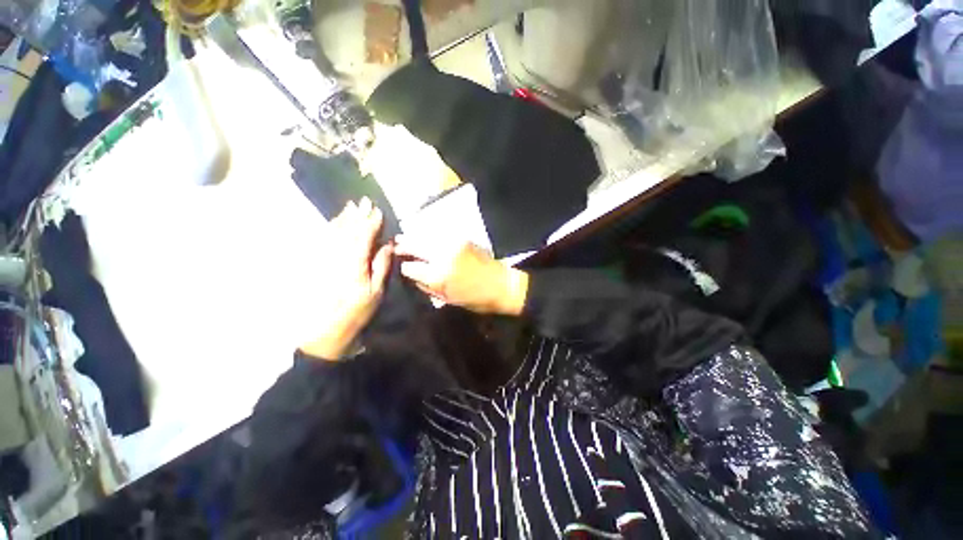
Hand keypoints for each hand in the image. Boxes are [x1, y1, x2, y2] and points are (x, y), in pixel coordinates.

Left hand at [299, 198, 391, 360]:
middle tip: (364, 201)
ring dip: (343, 219)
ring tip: (350, 207)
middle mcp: (338, 257)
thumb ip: (381, 265)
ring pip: (334, 234)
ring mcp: (325, 259)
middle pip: (347, 231)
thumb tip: (387, 244)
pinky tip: (335, 223)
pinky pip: (323, 242)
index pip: (364, 237)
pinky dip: (331, 230)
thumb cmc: (357, 312)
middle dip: (357, 216)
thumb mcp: (376, 291)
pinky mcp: (317, 264)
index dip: (371, 223)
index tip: (377, 210)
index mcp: (355, 264)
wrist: (326, 330)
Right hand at [395, 238, 528, 315]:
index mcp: (438, 276)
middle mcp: (442, 256)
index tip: (402, 266)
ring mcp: (453, 244)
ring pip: (426, 236)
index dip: (404, 267)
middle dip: (403, 245)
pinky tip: (426, 237)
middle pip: (415, 246)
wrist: (502, 285)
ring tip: (405, 238)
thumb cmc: (475, 299)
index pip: (410, 267)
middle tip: (395, 244)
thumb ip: (427, 286)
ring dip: (415, 236)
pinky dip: (430, 235)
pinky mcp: (462, 239)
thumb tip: (412, 275)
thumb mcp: (447, 299)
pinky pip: (440, 234)